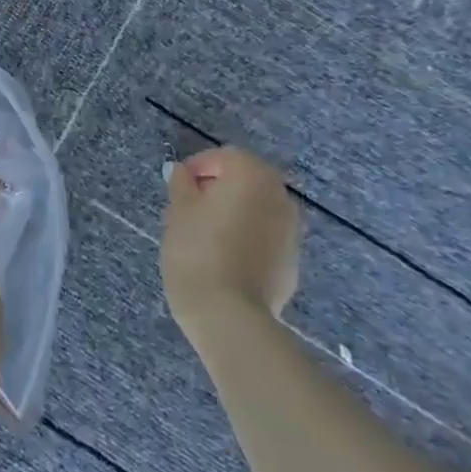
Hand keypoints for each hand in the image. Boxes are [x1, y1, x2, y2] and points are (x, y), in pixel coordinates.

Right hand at [161, 145, 301, 338]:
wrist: (229, 315)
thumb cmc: (197, 251)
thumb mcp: (178, 211)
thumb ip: (181, 184)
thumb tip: (180, 171)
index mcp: (252, 175)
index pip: (224, 156)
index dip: (198, 167)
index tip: (177, 186)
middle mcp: (279, 196)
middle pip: (246, 180)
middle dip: (219, 189)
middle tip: (189, 208)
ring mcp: (292, 231)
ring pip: (258, 209)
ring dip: (235, 213)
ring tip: (206, 235)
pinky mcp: (292, 262)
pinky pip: (266, 237)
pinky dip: (248, 238)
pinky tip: (225, 258)